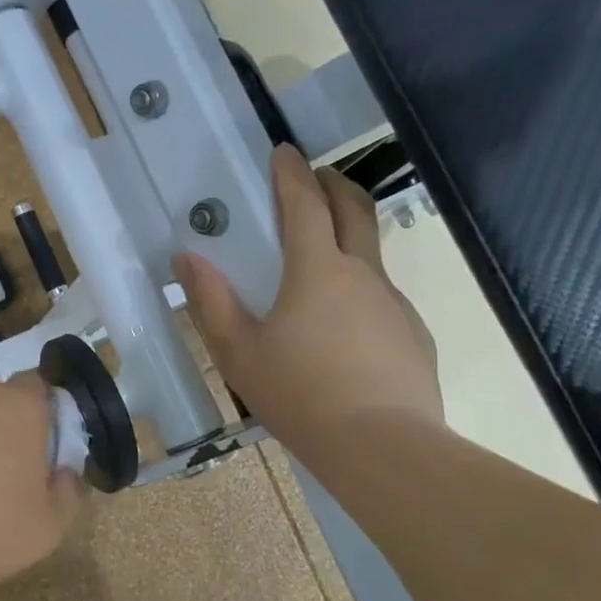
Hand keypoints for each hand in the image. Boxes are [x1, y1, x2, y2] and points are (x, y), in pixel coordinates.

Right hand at [175, 144, 442, 446]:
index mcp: (317, 270)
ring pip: (372, 253)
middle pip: (354, 209)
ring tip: (322, 259)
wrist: (383, 449)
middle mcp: (362, 274)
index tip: (284, 151)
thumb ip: (212, 301)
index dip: (291, 173)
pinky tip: (344, 329)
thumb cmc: (300, 395)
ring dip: (349, 236)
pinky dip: (361, 290)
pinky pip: (383, 298)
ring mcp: (394, 303)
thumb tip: (187, 258)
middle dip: (333, 183)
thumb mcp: (239, 352)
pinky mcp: (413, 335)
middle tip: (315, 177)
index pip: (304, 204)